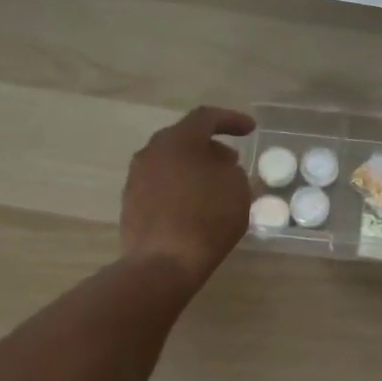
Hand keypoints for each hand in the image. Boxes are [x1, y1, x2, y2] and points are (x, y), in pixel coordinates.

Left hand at [120, 106, 256, 284]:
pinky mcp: (131, 203)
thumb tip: (219, 169)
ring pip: (170, 161)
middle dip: (210, 145)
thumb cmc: (207, 219)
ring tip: (214, 185)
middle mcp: (152, 152)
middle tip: (231, 159)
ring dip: (194, 167)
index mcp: (178, 140)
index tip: (251, 129)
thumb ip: (231, 170)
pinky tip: (195, 205)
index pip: (206, 117)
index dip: (231, 120)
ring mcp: (137, 178)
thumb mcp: (238, 189)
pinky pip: (161, 183)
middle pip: (184, 138)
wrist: (163, 263)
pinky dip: (180, 186)